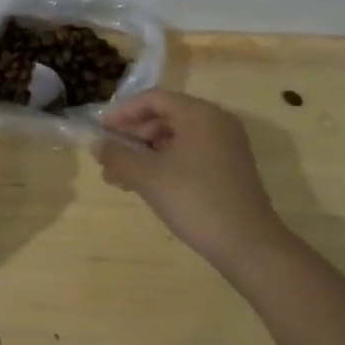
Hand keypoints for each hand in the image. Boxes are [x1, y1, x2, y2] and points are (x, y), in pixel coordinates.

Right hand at [99, 90, 286, 277]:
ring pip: (176, 137)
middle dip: (133, 135)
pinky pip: (191, 152)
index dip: (123, 112)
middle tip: (109, 155)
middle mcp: (216, 121)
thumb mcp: (148, 177)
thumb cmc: (195, 200)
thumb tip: (96, 144)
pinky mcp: (230, 167)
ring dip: (146, 153)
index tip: (100, 129)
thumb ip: (117, 156)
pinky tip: (147, 184)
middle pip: (165, 116)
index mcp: (199, 114)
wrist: (248, 244)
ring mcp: (226, 145)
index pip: (153, 99)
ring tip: (121, 177)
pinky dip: (166, 162)